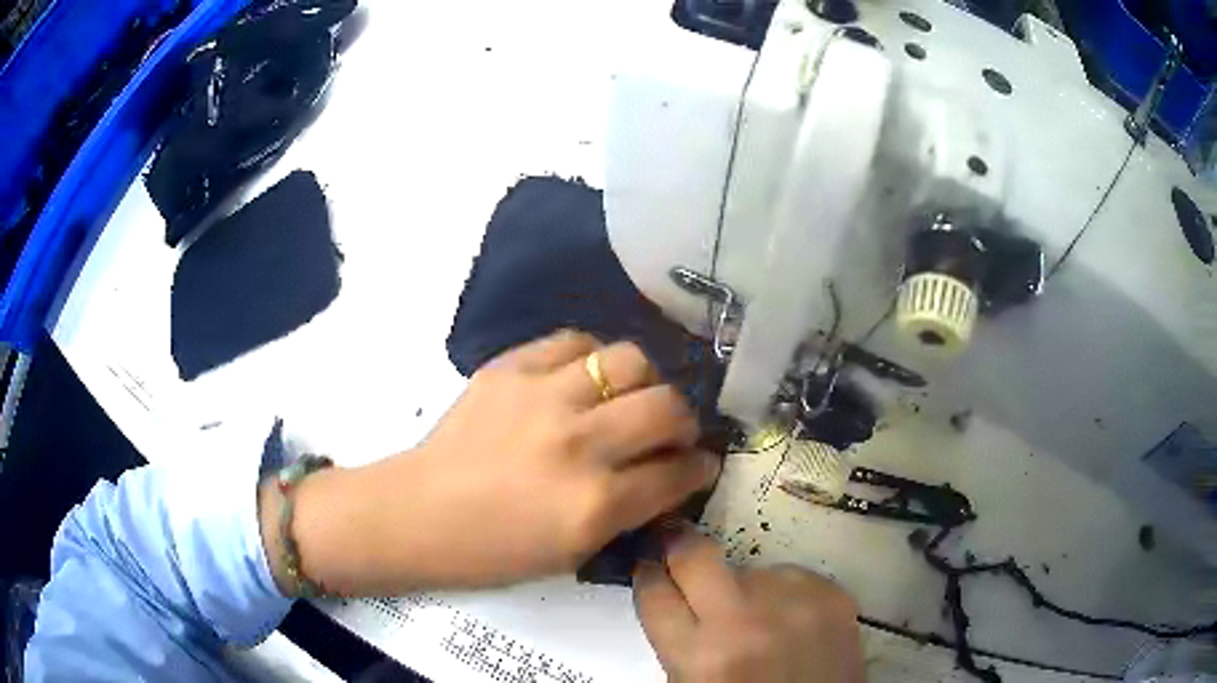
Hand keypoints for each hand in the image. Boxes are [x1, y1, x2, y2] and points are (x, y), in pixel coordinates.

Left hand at [266, 331, 720, 595]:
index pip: (676, 473)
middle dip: (684, 422)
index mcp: (594, 505)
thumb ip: (631, 510)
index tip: (700, 463)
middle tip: (672, 431)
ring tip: (629, 397)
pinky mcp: (510, 367)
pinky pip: (574, 340)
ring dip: (644, 382)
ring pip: (630, 361)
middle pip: (666, 408)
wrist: (419, 513)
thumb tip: (671, 474)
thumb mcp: (574, 551)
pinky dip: (592, 358)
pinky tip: (585, 378)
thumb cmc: (494, 549)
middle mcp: (578, 444)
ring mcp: (542, 397)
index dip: (700, 468)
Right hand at [634, 525, 863, 682]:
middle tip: (681, 549)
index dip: (647, 573)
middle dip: (681, 546)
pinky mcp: (832, 595)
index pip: (655, 590)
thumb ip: (678, 638)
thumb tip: (668, 587)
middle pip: (694, 553)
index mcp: (700, 656)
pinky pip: (792, 575)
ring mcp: (794, 602)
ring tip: (759, 617)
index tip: (650, 563)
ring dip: (745, 586)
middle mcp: (744, 621)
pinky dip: (784, 593)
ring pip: (750, 568)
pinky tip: (791, 620)